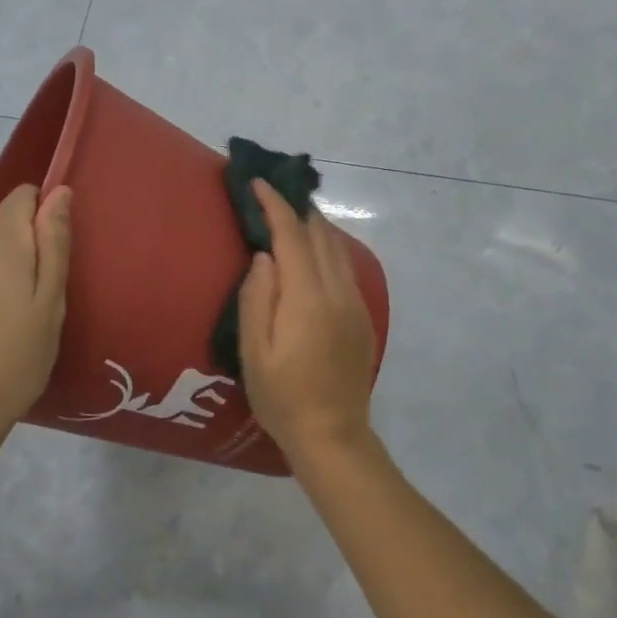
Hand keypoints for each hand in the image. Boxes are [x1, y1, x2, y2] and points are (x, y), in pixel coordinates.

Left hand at [0, 184, 72, 446]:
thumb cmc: (16, 357)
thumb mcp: (50, 300)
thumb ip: (54, 241)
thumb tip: (60, 192)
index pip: (24, 196)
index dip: (46, 218)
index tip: (55, 259)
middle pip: (5, 225)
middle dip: (27, 249)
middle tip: (40, 302)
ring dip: (4, 270)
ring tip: (14, 320)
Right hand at [238, 180, 380, 467]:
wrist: (333, 434)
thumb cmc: (282, 397)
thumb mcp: (254, 353)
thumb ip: (257, 299)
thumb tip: (264, 256)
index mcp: (308, 298)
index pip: (292, 236)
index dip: (275, 205)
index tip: (258, 183)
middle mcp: (338, 292)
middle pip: (321, 235)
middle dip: (297, 208)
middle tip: (273, 192)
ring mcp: (355, 303)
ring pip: (337, 249)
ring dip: (315, 226)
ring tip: (292, 215)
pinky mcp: (362, 317)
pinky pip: (344, 267)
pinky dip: (326, 248)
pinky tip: (314, 253)